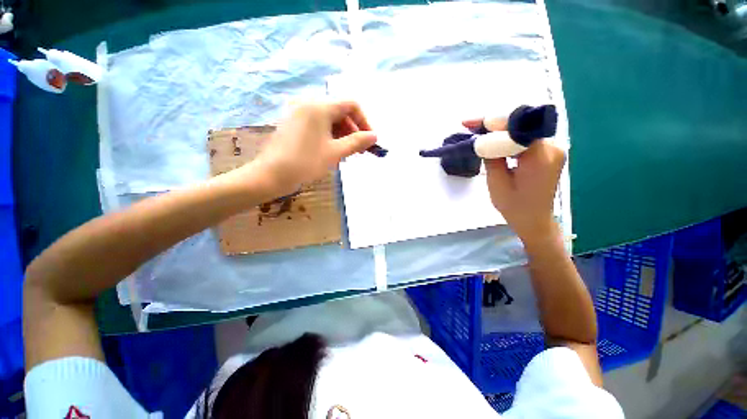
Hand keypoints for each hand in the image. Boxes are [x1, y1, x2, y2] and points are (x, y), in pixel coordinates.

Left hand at [242, 100, 377, 197]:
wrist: (271, 175)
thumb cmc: (306, 163)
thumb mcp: (335, 153)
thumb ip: (357, 142)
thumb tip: (374, 136)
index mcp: (320, 106)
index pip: (351, 105)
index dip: (364, 122)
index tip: (370, 140)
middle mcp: (308, 103)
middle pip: (340, 111)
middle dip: (353, 130)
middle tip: (360, 151)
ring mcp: (298, 112)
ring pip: (329, 119)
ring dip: (342, 135)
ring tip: (347, 154)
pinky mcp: (293, 122)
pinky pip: (318, 124)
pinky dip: (329, 135)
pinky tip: (332, 151)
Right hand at [463, 118, 565, 245]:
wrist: (535, 220)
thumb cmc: (515, 207)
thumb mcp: (497, 183)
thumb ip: (491, 157)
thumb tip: (482, 139)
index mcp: (540, 156)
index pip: (517, 127)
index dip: (493, 121)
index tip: (471, 123)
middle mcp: (552, 146)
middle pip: (521, 124)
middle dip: (494, 122)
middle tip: (471, 125)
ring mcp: (553, 147)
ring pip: (523, 129)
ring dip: (500, 129)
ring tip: (479, 131)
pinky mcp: (548, 151)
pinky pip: (526, 137)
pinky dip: (509, 137)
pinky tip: (495, 140)